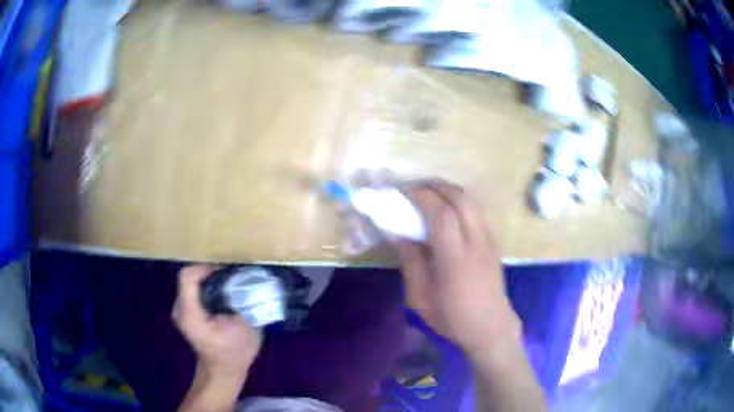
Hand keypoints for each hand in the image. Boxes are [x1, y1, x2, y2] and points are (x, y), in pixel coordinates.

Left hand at [172, 265, 261, 379]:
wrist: (222, 372)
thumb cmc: (234, 354)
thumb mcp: (245, 328)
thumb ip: (243, 302)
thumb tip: (246, 280)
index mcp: (190, 314)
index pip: (188, 276)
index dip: (206, 268)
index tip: (227, 273)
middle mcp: (179, 309)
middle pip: (190, 277)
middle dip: (211, 274)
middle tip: (232, 279)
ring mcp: (180, 310)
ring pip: (191, 282)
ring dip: (210, 281)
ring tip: (230, 287)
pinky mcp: (185, 311)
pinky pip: (193, 290)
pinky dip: (207, 288)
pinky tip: (223, 297)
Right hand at [395, 181, 521, 354]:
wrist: (490, 327)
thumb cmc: (452, 317)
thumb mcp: (420, 298)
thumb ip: (411, 263)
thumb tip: (399, 234)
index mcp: (455, 259)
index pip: (441, 215)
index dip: (423, 197)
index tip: (405, 192)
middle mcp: (476, 243)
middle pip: (462, 199)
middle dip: (438, 186)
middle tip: (417, 188)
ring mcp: (489, 241)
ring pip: (473, 202)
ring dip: (451, 191)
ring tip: (431, 194)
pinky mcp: (495, 242)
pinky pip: (478, 212)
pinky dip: (461, 202)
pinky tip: (449, 211)